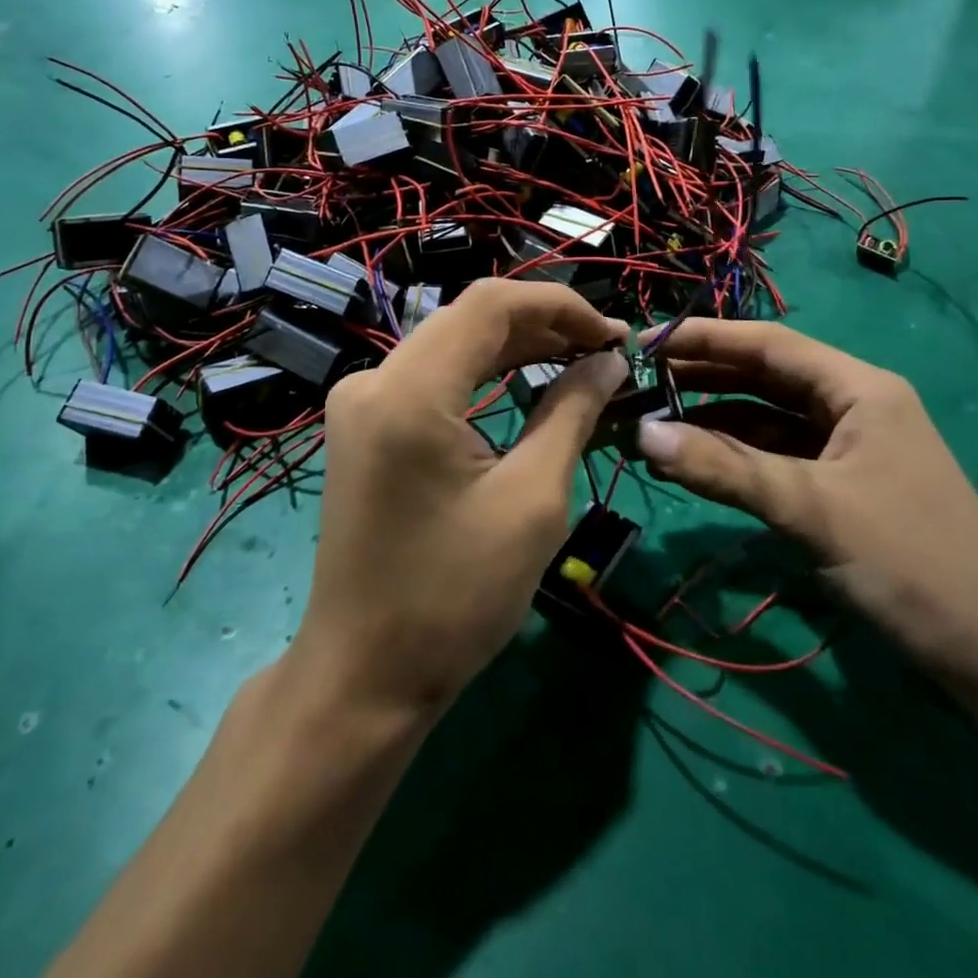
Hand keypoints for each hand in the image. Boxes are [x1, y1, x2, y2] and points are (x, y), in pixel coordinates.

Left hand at [293, 280, 629, 717]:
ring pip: (452, 343)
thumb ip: (572, 412)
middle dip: (543, 324)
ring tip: (580, 359)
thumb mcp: (532, 500)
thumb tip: (609, 360)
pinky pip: (432, 375)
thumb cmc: (454, 596)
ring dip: (516, 345)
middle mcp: (374, 379)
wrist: (364, 673)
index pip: (491, 304)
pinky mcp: (364, 425)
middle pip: (469, 318)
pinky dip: (484, 372)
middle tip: (606, 349)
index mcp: (410, 391)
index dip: (559, 305)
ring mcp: (362, 401)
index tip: (615, 332)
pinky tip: (528, 381)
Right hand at [635, 320, 977, 696]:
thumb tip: (642, 434)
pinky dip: (736, 456)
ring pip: (767, 417)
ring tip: (653, 423)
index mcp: (859, 388)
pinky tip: (695, 460)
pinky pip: (777, 455)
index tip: (644, 342)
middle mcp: (854, 404)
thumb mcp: (810, 510)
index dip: (704, 338)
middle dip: (702, 377)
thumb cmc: (911, 564)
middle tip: (637, 383)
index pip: (769, 344)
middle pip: (765, 376)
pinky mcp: (842, 484)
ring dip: (713, 419)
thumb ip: (724, 469)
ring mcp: (849, 446)